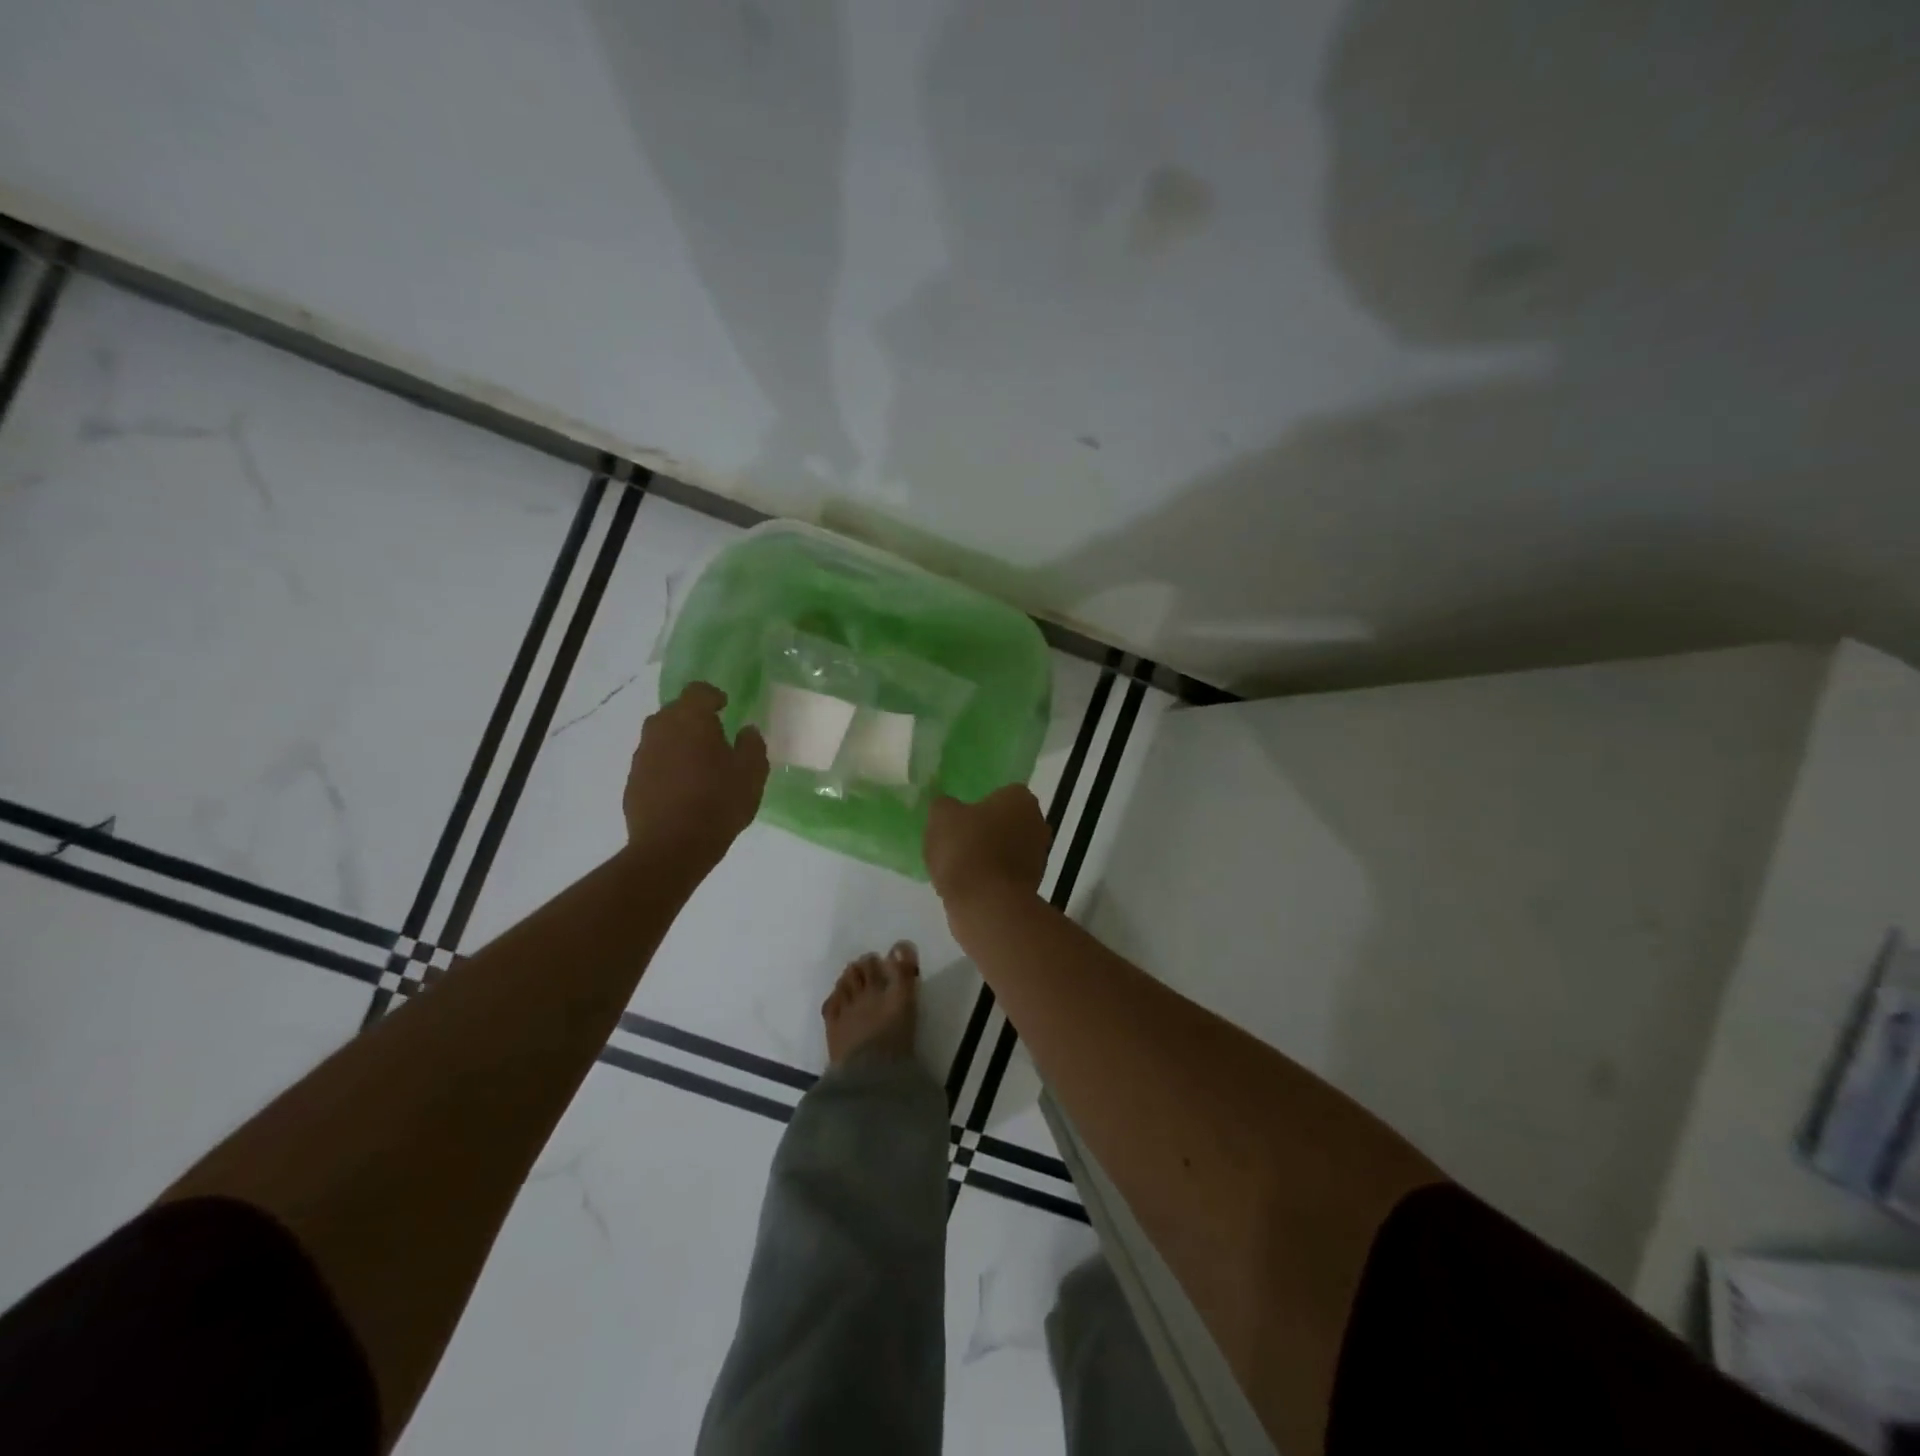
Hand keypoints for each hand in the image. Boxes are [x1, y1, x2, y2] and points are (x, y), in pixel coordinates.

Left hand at [623, 682, 768, 866]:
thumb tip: (746, 731)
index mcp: (691, 719)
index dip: (713, 696)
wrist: (671, 847)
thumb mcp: (752, 774)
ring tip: (698, 764)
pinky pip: (653, 762)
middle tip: (715, 736)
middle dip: (694, 718)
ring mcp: (642, 755)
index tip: (725, 707)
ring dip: (678, 742)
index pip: (698, 691)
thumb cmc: (718, 803)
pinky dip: (667, 766)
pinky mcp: (632, 781)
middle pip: (676, 711)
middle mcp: (660, 729)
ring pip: (661, 736)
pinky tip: (682, 788)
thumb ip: (752, 745)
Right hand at [925, 785, 1049, 908]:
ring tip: (956, 866)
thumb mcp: (941, 817)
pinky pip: (1004, 874)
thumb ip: (943, 805)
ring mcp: (1038, 857)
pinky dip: (989, 877)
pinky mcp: (1032, 885)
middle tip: (955, 839)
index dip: (978, 803)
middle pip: (1005, 821)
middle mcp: (1037, 823)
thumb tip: (946, 806)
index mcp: (1021, 798)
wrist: (987, 905)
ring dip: (987, 855)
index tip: (959, 816)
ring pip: (1006, 849)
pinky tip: (966, 885)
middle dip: (985, 829)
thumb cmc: (967, 849)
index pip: (1001, 792)